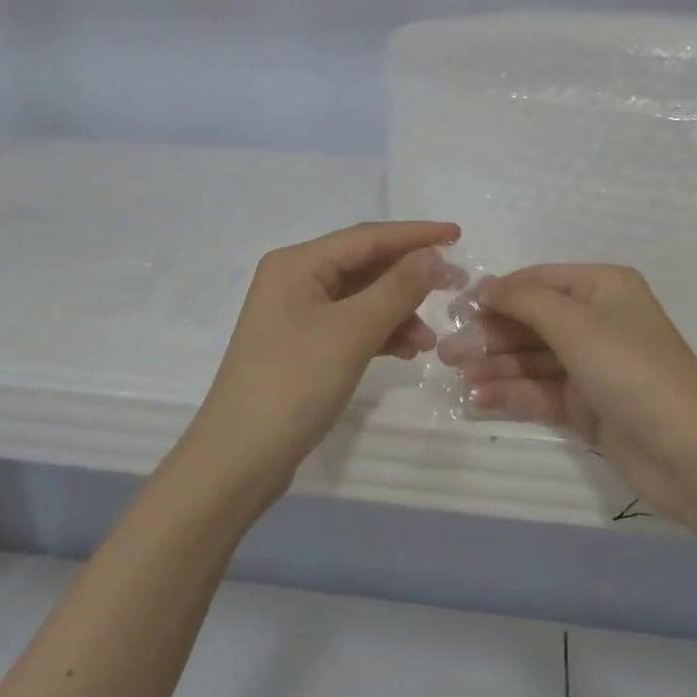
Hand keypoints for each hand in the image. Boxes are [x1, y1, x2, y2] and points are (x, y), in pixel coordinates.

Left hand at [178, 221, 463, 511]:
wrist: (238, 461)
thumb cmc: (292, 385)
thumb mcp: (351, 333)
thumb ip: (396, 289)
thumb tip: (433, 255)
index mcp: (297, 264)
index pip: (367, 237)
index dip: (415, 235)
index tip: (458, 234)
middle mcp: (294, 280)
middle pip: (364, 265)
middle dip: (410, 277)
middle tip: (456, 286)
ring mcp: (297, 315)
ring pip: (362, 298)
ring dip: (398, 311)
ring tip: (430, 340)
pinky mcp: (303, 346)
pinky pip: (352, 325)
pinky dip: (380, 333)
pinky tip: (406, 351)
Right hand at [439, 265, 696, 527]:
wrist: (692, 455)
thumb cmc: (632, 371)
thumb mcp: (576, 324)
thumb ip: (524, 301)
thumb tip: (484, 286)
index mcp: (603, 288)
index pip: (538, 281)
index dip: (496, 293)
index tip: (454, 309)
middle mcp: (598, 321)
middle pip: (532, 321)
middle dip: (490, 335)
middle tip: (446, 352)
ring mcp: (593, 366)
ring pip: (532, 359)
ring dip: (495, 367)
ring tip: (455, 377)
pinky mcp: (589, 406)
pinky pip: (541, 391)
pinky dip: (512, 394)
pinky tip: (477, 401)